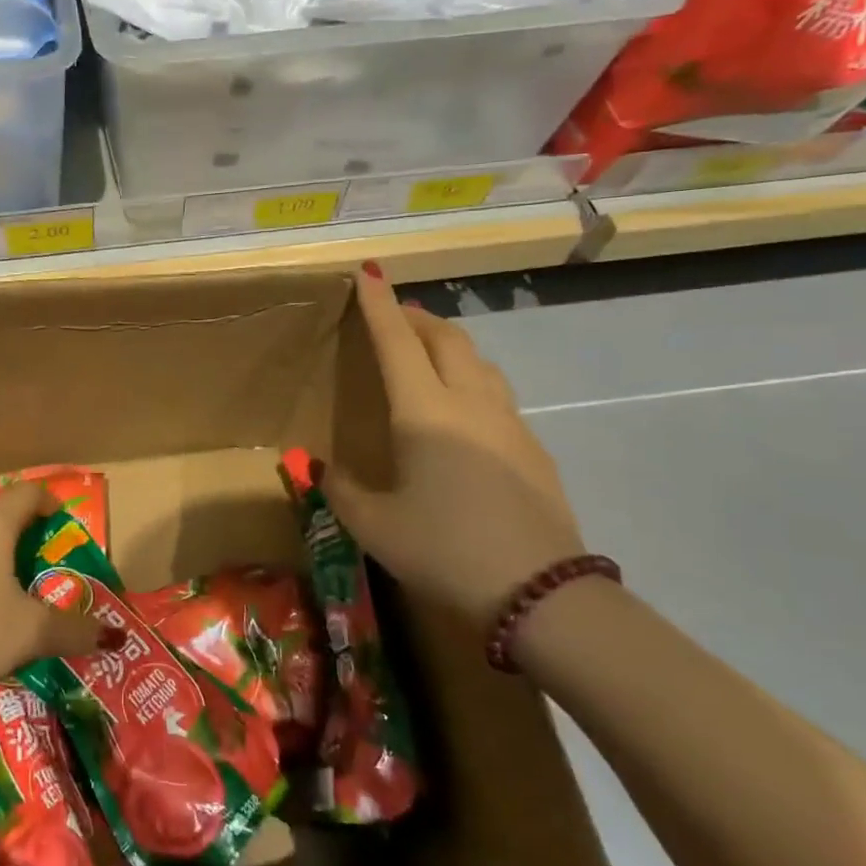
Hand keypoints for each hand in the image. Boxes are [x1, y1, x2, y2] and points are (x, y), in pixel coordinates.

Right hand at [325, 267, 587, 628]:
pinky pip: (495, 392)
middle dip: (416, 318)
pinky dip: (470, 378)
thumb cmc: (444, 550)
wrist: (539, 593)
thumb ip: (342, 490)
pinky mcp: (532, 447)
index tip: (368, 272)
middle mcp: (470, 403)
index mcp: (424, 412)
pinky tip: (461, 411)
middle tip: (393, 317)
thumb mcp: (374, 527)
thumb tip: (326, 470)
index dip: (379, 305)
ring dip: (447, 344)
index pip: (397, 342)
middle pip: (445, 338)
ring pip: (478, 361)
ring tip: (426, 354)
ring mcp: (509, 422)